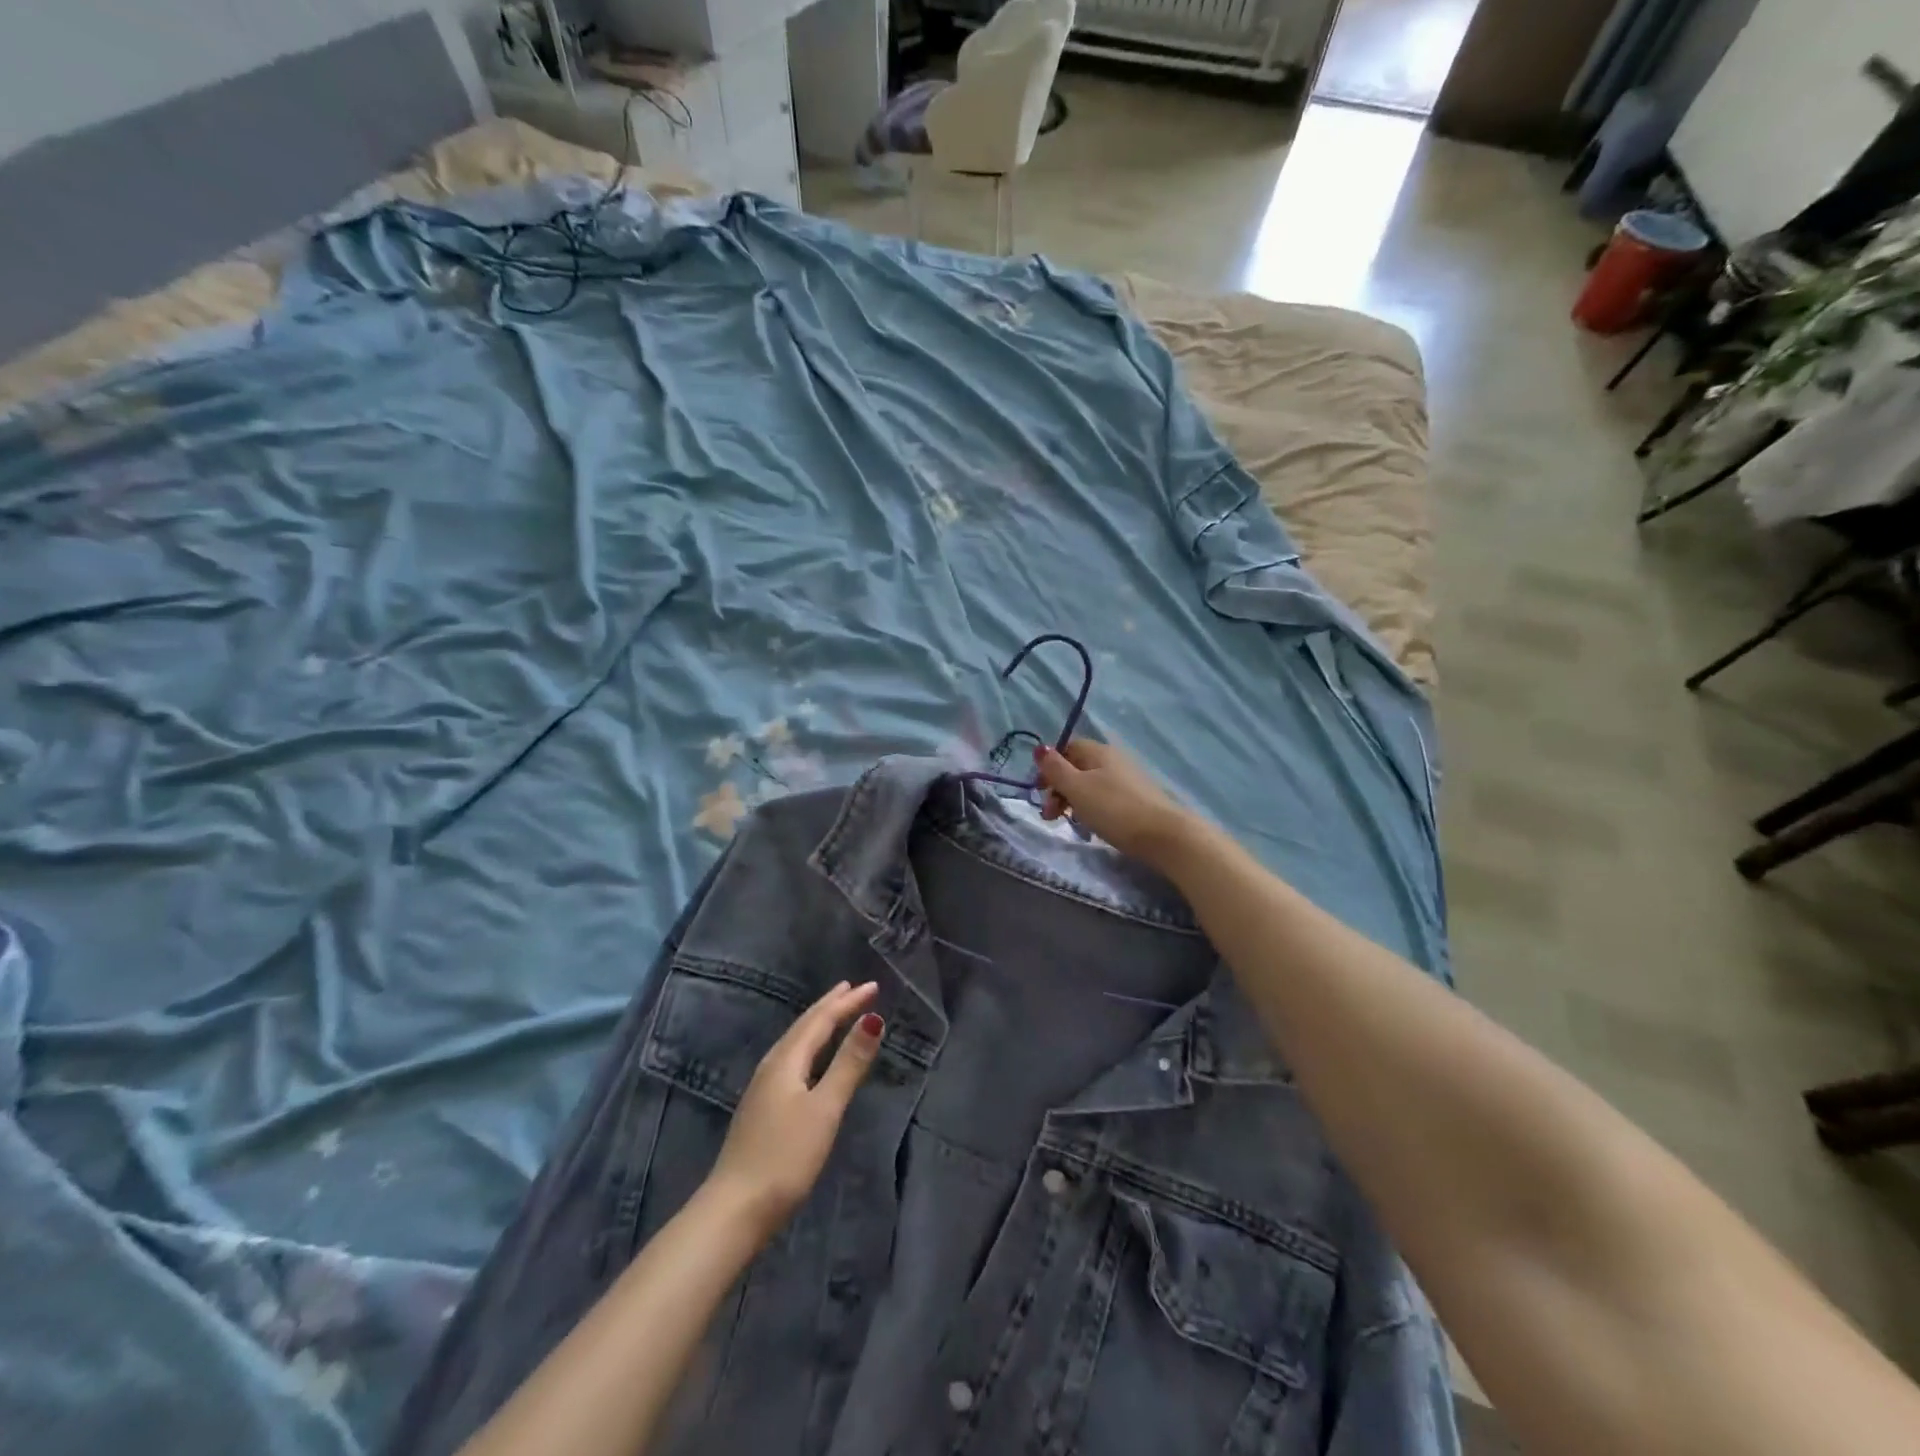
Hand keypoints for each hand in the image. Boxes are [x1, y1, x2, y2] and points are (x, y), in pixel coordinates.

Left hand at [706, 981, 883, 1239]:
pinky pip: (792, 1059)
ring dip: (818, 1024)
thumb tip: (873, 1018)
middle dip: (831, 1006)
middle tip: (854, 989)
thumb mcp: (825, 1109)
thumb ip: (849, 1064)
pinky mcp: (762, 1107)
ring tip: (836, 1013)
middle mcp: (772, 1065)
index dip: (848, 1002)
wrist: (734, 1210)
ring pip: (796, 1042)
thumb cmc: (785, 1157)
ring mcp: (763, 1087)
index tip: (873, 986)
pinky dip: (810, 1046)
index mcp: (786, 1060)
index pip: (821, 1020)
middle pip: (804, 1026)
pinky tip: (811, 1059)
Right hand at [1033, 738, 1196, 869]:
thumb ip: (1055, 768)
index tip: (1041, 792)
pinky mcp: (1137, 799)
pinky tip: (1093, 825)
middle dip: (1058, 789)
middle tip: (1050, 815)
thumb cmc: (1114, 809)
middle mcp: (1113, 759)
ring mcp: (1127, 779)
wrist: (1164, 835)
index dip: (1049, 768)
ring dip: (1073, 801)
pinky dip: (1092, 809)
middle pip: (1077, 767)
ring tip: (1069, 822)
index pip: (1066, 748)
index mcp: (1098, 751)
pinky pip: (1105, 797)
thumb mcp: (1077, 788)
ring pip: (1090, 784)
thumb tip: (1040, 748)